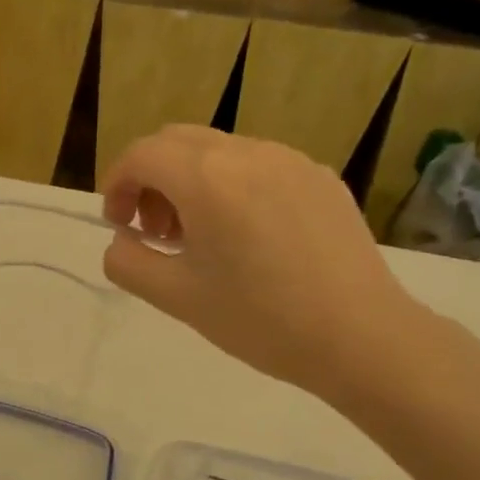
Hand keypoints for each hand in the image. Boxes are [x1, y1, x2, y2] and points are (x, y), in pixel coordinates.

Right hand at [100, 126, 428, 400]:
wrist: (363, 338)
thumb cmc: (261, 319)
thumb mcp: (176, 298)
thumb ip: (127, 263)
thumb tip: (122, 242)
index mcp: (207, 178)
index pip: (141, 154)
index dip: (116, 184)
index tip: (118, 225)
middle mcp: (247, 153)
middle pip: (176, 142)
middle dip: (150, 178)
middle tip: (153, 231)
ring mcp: (290, 160)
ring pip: (217, 150)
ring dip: (189, 181)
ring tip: (198, 237)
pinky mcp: (320, 177)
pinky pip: (256, 165)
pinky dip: (229, 186)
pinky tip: (245, 237)